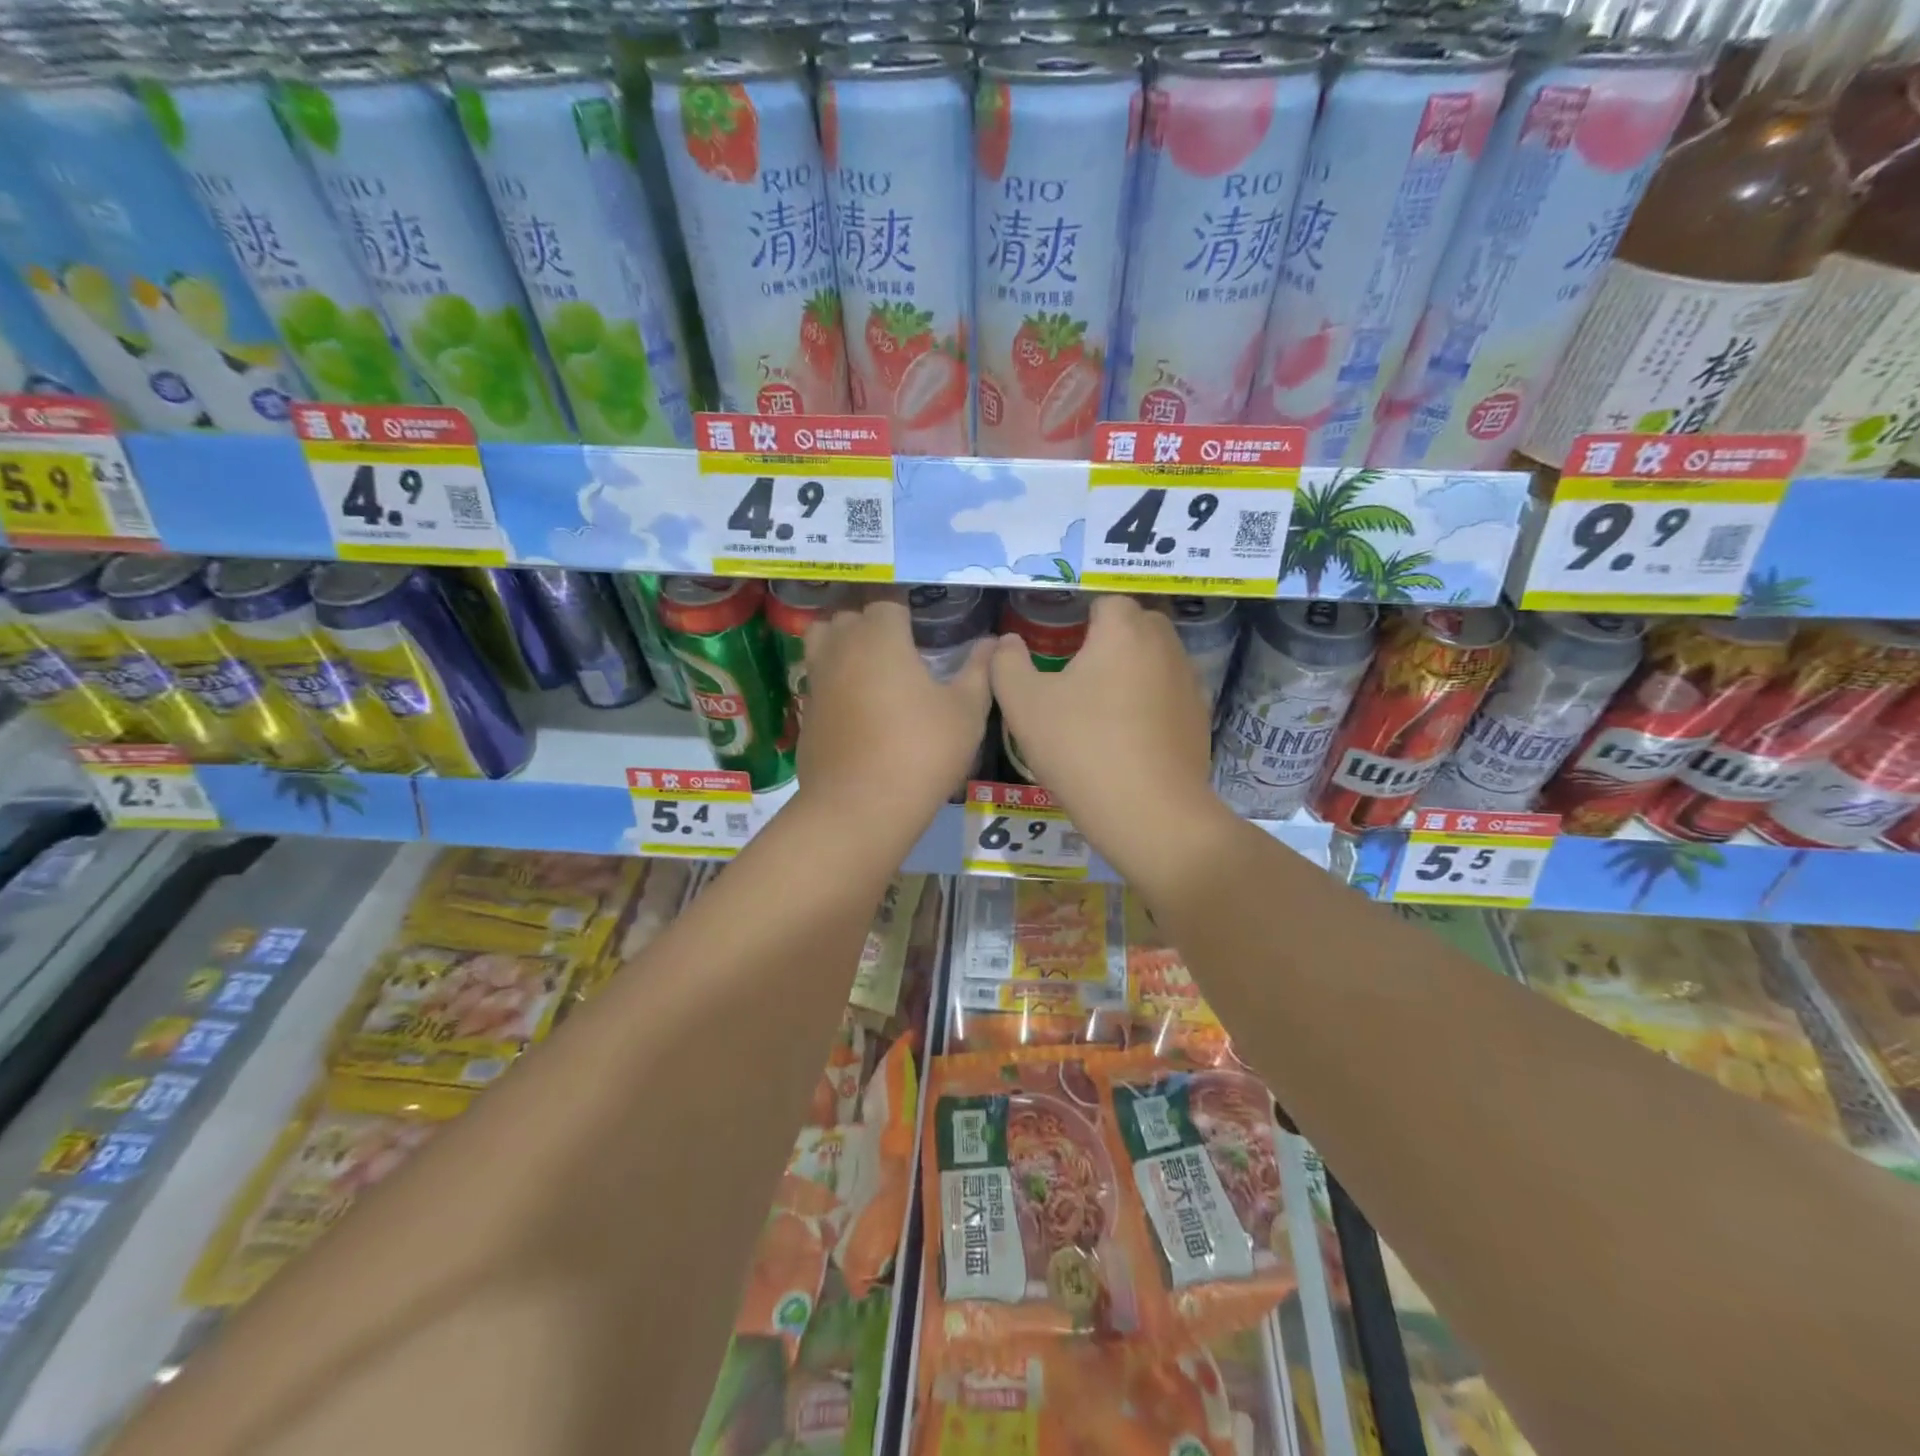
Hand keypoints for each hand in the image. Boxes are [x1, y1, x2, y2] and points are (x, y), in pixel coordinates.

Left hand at [797, 597, 990, 827]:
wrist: (860, 808)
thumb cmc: (921, 751)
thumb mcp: (966, 711)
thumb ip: (979, 670)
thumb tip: (993, 642)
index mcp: (879, 637)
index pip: (887, 602)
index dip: (906, 612)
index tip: (924, 629)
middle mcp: (841, 648)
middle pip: (849, 616)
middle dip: (872, 623)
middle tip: (901, 647)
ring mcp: (817, 681)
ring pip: (822, 642)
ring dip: (843, 644)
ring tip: (872, 667)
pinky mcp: (805, 713)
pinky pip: (818, 680)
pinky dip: (833, 681)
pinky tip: (857, 707)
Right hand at [990, 595, 1227, 878]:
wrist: (1150, 813)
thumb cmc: (1081, 749)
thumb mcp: (1024, 705)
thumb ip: (1008, 664)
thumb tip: (1009, 643)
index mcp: (1124, 630)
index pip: (1105, 602)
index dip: (1078, 622)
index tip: (1058, 652)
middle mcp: (1165, 646)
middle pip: (1134, 626)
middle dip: (1107, 642)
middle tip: (1075, 679)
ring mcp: (1189, 682)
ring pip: (1154, 660)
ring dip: (1130, 672)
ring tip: (1101, 711)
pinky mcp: (1200, 718)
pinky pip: (1168, 695)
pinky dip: (1150, 704)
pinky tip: (1128, 738)